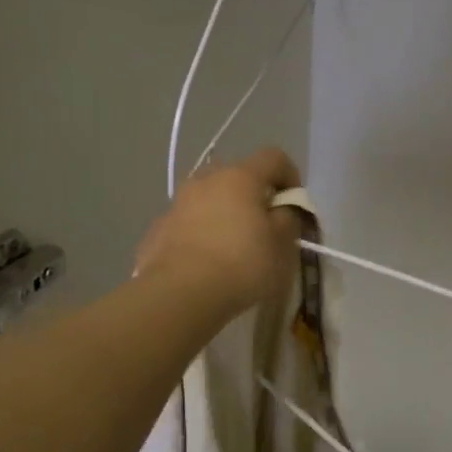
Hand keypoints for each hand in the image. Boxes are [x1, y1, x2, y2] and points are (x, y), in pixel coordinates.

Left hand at [136, 148, 302, 316]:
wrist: (178, 294)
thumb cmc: (241, 264)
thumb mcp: (282, 244)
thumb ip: (288, 218)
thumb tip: (282, 209)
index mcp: (240, 176)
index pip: (274, 158)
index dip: (290, 176)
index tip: (294, 205)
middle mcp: (206, 180)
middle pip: (237, 175)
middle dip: (253, 195)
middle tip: (263, 226)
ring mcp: (177, 203)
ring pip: (209, 198)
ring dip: (223, 213)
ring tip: (231, 247)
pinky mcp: (158, 228)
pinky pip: (187, 223)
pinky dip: (200, 234)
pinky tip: (205, 263)